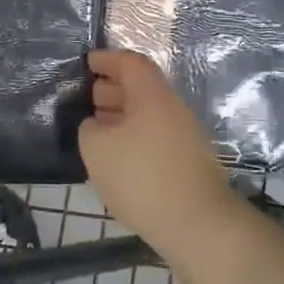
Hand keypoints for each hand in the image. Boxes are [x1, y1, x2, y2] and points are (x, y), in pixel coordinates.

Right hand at [80, 49, 231, 236]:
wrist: (197, 224)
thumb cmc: (141, 177)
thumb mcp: (96, 148)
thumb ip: (89, 128)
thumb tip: (96, 125)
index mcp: (151, 95)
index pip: (130, 63)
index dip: (107, 59)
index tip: (87, 62)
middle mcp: (172, 108)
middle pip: (141, 86)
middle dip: (112, 87)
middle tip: (87, 97)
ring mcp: (185, 135)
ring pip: (148, 113)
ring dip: (122, 115)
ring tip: (97, 128)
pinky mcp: (189, 161)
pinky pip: (155, 135)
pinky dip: (134, 136)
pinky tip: (118, 156)